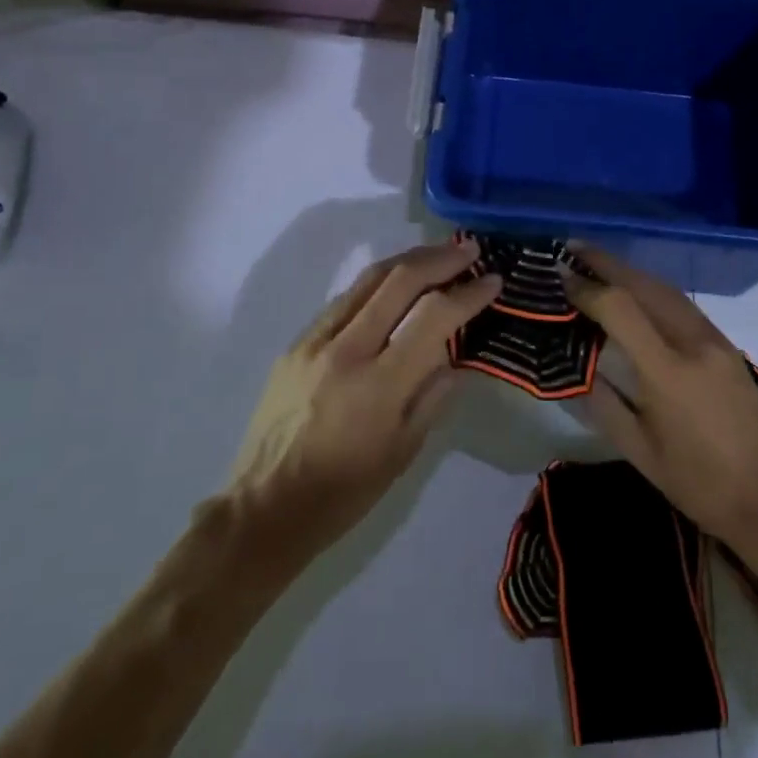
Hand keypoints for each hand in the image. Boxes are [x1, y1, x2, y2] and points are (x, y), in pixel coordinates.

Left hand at [224, 238, 501, 574]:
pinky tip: (393, 286)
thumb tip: (454, 353)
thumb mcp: (403, 452)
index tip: (493, 281)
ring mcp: (315, 341)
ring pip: (368, 280)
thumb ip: (433, 395)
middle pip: (398, 280)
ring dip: (408, 260)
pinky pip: (343, 300)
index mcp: (379, 385)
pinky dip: (376, 284)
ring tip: (438, 254)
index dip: (468, 294)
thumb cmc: (343, 493)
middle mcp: (346, 350)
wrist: (264, 508)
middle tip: (469, 248)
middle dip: (440, 259)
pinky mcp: (296, 344)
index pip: (433, 317)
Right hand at [565, 246, 757, 560]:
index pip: (620, 308)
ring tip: (598, 264)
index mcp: (668, 371)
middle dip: (607, 263)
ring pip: (667, 289)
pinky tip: (637, 292)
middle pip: (645, 285)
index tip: (559, 276)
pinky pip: (683, 304)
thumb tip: (574, 369)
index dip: (586, 288)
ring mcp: (716, 341)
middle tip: (572, 250)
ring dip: (631, 272)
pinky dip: (653, 288)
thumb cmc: (701, 485)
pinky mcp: (729, 347)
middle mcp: (693, 342)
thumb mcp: (640, 452)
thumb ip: (603, 404)